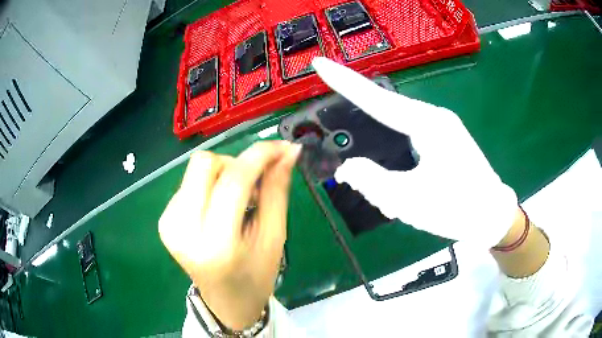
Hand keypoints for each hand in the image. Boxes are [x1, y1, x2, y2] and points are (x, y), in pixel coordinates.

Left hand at [158, 141, 300, 329]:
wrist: (226, 302)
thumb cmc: (256, 276)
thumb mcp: (274, 236)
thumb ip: (277, 190)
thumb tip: (288, 151)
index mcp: (216, 243)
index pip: (234, 181)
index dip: (259, 156)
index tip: (282, 147)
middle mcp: (183, 230)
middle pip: (204, 164)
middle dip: (235, 165)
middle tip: (253, 186)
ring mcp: (169, 224)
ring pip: (195, 170)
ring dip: (222, 176)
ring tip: (237, 202)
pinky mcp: (164, 221)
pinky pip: (188, 184)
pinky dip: (209, 187)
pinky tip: (218, 210)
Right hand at [312, 57, 517, 247]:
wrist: (491, 216)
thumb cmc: (458, 208)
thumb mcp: (411, 201)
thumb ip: (373, 182)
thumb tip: (347, 169)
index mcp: (427, 124)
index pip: (376, 99)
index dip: (344, 81)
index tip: (319, 64)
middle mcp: (432, 118)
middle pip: (384, 117)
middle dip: (367, 144)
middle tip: (364, 173)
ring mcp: (439, 127)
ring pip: (396, 135)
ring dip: (386, 165)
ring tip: (390, 200)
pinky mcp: (441, 140)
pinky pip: (408, 143)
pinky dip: (398, 166)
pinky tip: (402, 192)